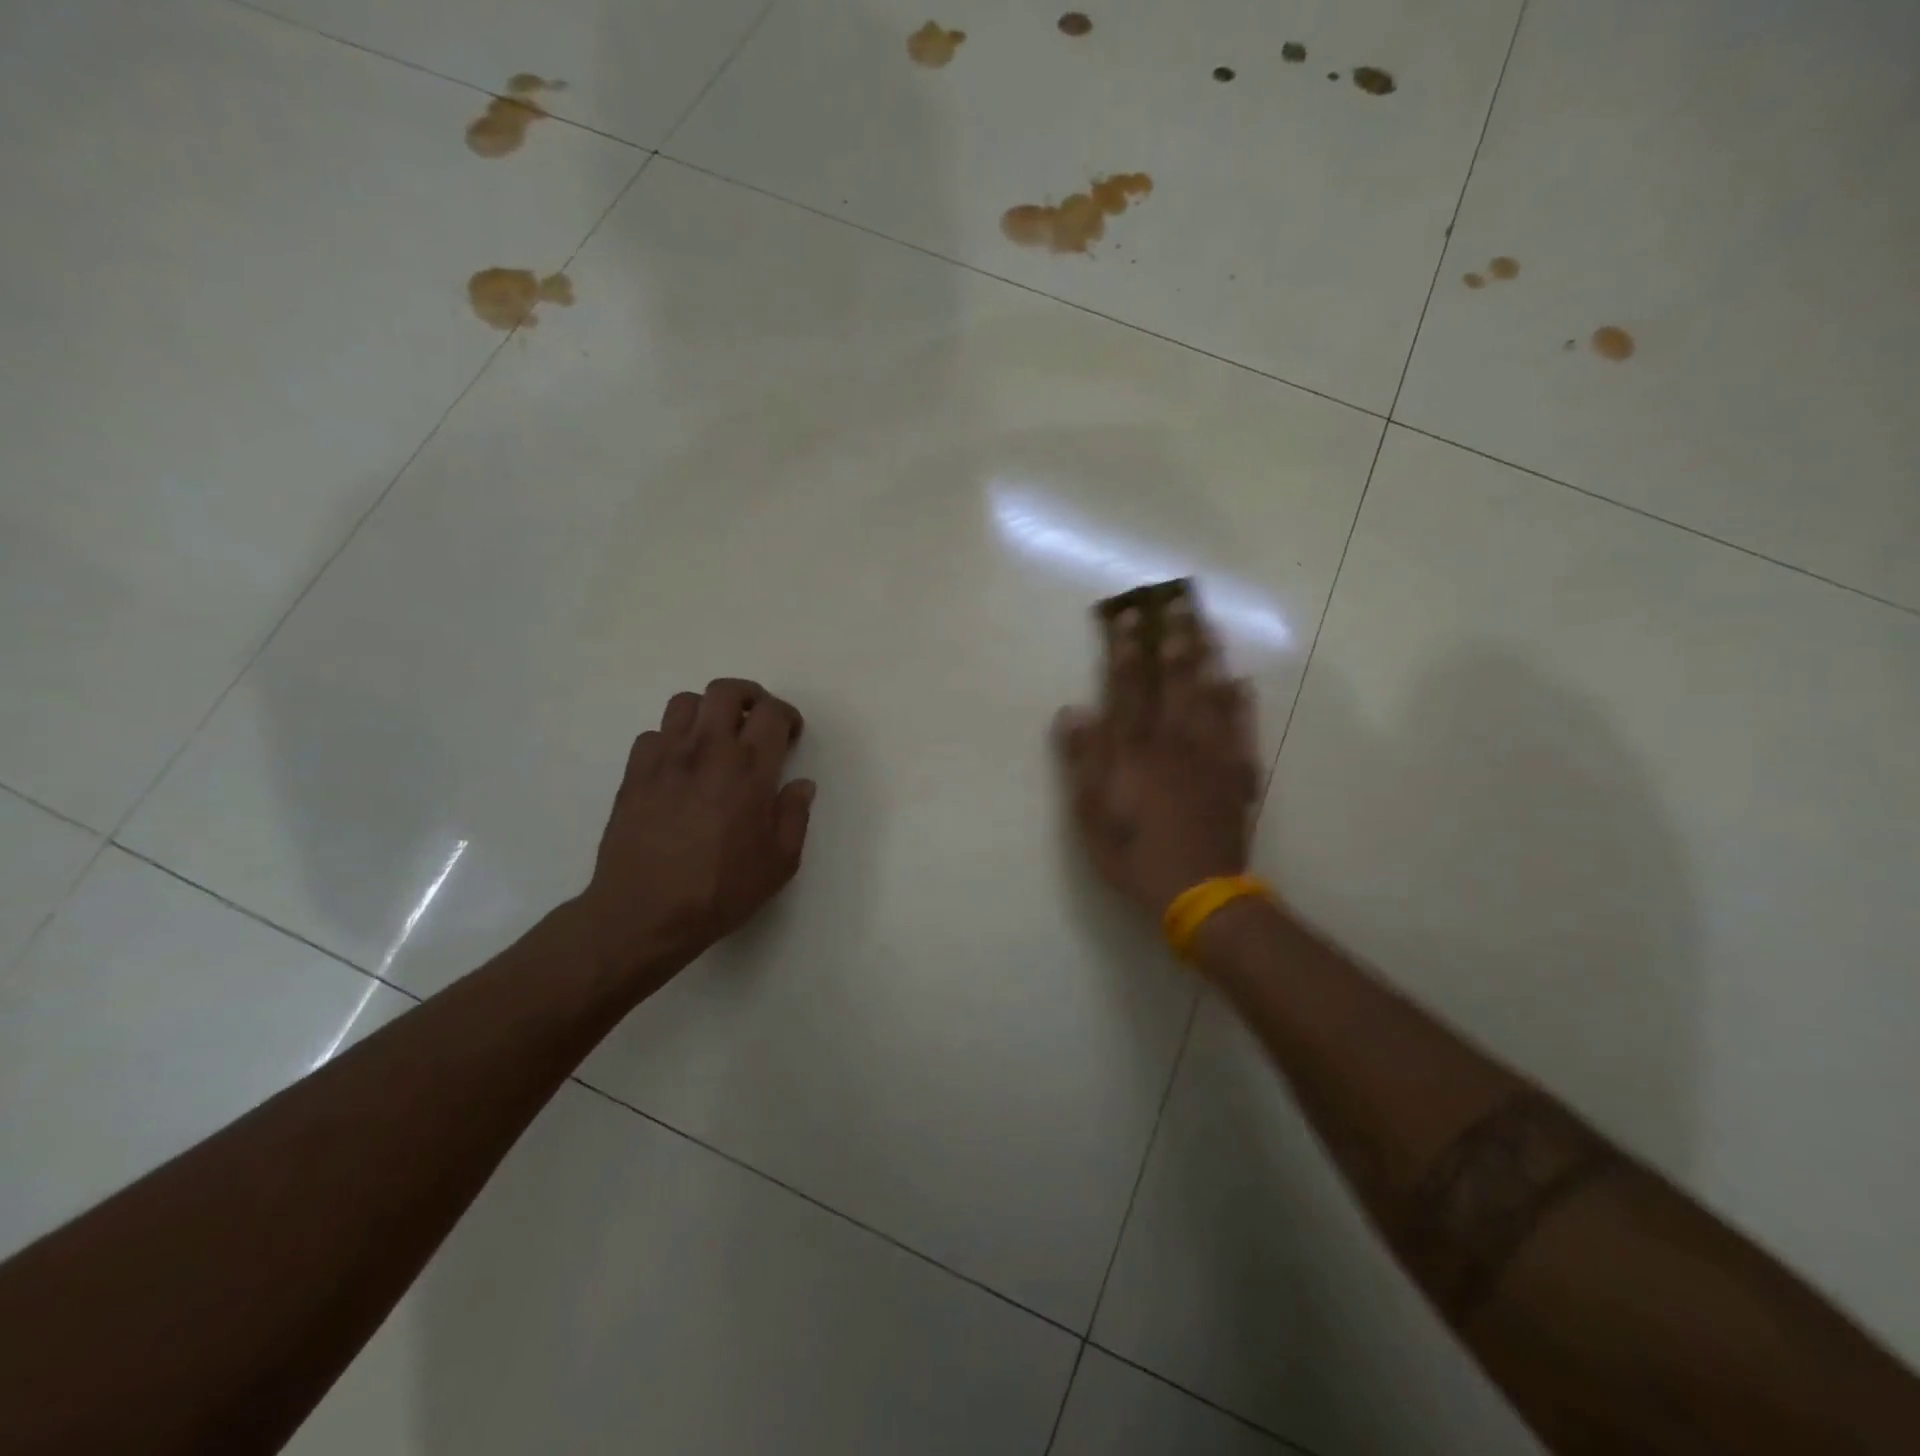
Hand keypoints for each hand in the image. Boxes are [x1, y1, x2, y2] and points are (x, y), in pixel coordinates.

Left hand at [573, 678, 814, 991]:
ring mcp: (666, 757)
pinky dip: (671, 740)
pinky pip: (654, 734)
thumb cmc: (720, 891)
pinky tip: (678, 767)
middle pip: (726, 691)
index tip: (790, 735)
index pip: (772, 713)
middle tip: (756, 721)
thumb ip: (795, 816)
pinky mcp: (634, 772)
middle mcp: (709, 751)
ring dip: (708, 712)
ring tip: (715, 738)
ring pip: (686, 702)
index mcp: (750, 770)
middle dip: (749, 697)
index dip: (786, 715)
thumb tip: (801, 785)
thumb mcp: (780, 863)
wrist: (644, 913)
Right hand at [1054, 599, 1259, 921]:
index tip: (1127, 614)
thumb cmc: (1134, 856)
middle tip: (1176, 600)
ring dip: (1206, 655)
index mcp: (1134, 748)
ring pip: (1209, 693)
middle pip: (1173, 678)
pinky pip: (1242, 729)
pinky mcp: (1238, 773)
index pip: (1127, 686)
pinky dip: (1241, 703)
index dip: (1125, 648)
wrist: (1198, 892)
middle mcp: (1174, 740)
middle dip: (1172, 636)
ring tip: (1205, 623)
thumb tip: (1073, 710)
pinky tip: (1240, 682)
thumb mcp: (1091, 814)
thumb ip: (1083, 760)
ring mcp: (1211, 754)